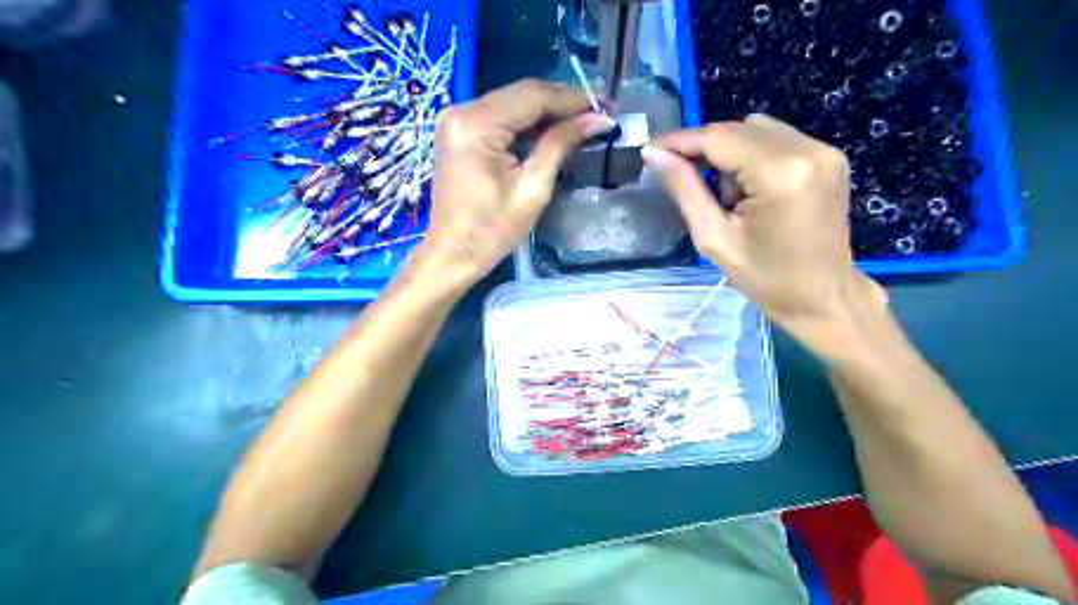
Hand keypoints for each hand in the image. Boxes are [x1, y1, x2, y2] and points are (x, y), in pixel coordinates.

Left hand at [414, 77, 614, 291]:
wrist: (452, 255)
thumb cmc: (492, 231)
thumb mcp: (533, 188)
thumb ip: (561, 144)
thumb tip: (598, 119)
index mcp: (476, 124)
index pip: (532, 95)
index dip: (572, 98)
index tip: (605, 106)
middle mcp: (461, 111)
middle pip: (521, 94)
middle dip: (561, 103)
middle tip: (598, 114)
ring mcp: (457, 120)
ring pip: (512, 103)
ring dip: (547, 112)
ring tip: (582, 122)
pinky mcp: (459, 132)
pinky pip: (500, 117)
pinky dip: (527, 123)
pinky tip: (552, 130)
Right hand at [638, 117, 883, 347]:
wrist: (823, 297)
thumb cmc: (765, 279)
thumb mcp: (714, 238)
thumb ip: (685, 189)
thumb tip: (654, 154)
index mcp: (780, 174)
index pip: (718, 138)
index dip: (680, 140)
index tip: (650, 150)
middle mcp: (807, 150)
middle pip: (737, 129)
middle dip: (703, 148)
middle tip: (682, 178)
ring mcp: (824, 150)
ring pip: (756, 130)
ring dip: (729, 153)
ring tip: (727, 196)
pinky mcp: (830, 156)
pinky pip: (776, 139)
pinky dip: (752, 156)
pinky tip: (750, 190)